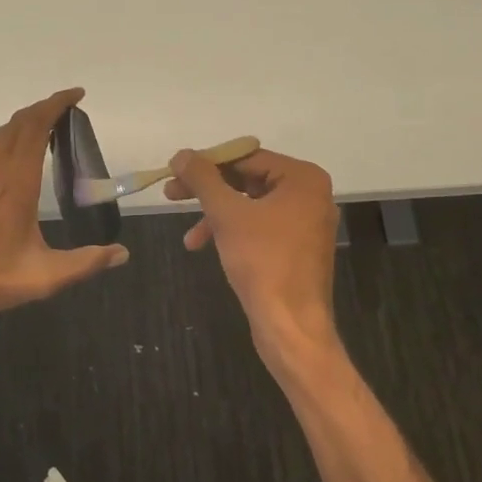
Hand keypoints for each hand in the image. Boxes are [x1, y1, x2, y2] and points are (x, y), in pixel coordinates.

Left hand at [0, 88, 127, 324]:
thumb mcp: (42, 278)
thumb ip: (84, 263)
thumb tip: (122, 253)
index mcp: (16, 181)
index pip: (36, 127)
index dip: (56, 105)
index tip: (77, 95)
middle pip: (19, 123)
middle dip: (44, 109)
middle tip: (68, 110)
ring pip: (0, 132)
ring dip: (24, 121)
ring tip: (46, 126)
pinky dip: (5, 136)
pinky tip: (10, 151)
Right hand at [165, 148, 340, 370]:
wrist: (291, 327)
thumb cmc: (263, 261)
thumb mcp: (227, 214)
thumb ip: (203, 179)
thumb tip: (182, 154)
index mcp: (303, 178)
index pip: (246, 156)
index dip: (207, 162)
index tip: (175, 170)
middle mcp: (310, 194)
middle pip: (248, 179)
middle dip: (208, 191)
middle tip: (171, 194)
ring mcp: (306, 223)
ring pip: (250, 206)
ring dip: (216, 215)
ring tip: (188, 236)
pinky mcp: (297, 248)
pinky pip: (260, 227)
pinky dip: (232, 232)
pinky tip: (204, 246)